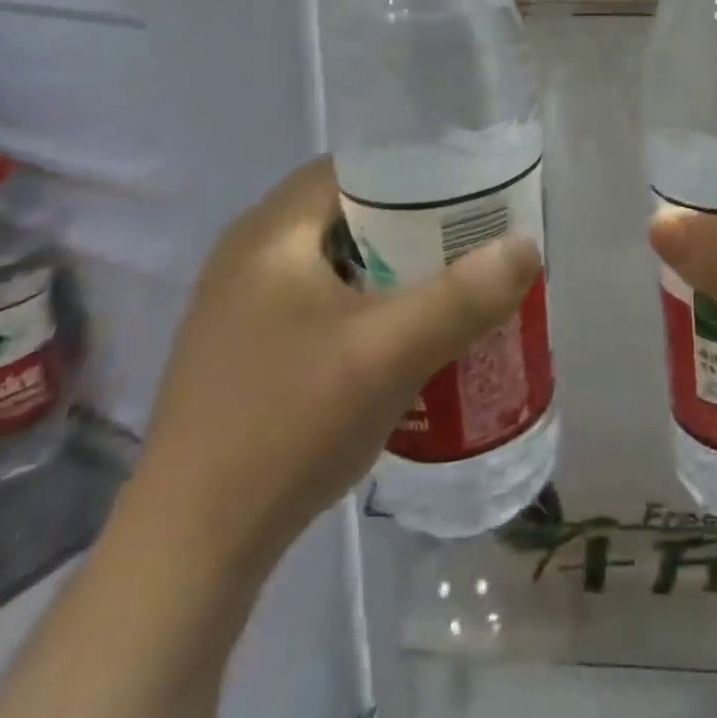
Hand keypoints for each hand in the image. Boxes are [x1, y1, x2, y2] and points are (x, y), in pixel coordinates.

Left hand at [128, 157, 541, 568]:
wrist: (189, 553)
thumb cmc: (288, 425)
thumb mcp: (392, 353)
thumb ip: (466, 295)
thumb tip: (527, 245)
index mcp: (271, 232)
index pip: (357, 164)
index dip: (419, 169)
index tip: (473, 191)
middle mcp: (249, 254)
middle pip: (352, 210)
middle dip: (417, 222)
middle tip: (474, 240)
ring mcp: (241, 305)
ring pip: (340, 258)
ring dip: (396, 266)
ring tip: (452, 284)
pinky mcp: (246, 349)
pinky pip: (323, 298)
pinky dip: (369, 302)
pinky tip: (404, 337)